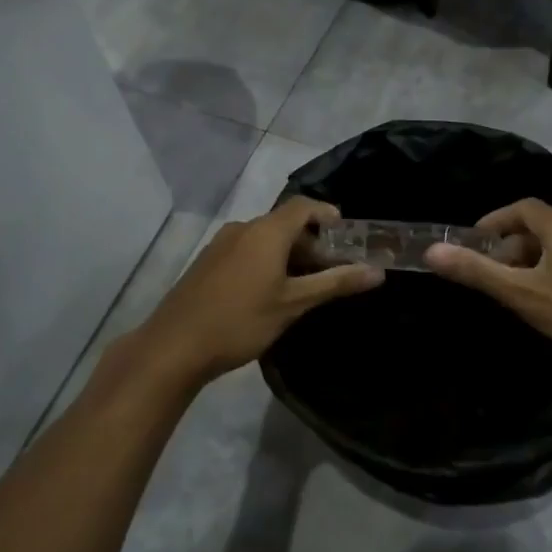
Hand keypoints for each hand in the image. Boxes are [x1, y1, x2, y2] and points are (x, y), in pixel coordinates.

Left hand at [124, 198, 381, 389]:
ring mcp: (221, 245)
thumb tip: (377, 271)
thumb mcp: (294, 304)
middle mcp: (243, 228)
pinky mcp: (207, 263)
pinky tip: (270, 293)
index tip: (347, 235)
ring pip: (264, 239)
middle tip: (332, 270)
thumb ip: (335, 283)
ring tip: (305, 285)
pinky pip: (246, 251)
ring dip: (288, 254)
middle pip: (284, 223)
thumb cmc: (241, 321)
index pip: (304, 206)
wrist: (175, 346)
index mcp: (266, 231)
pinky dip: (266, 261)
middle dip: (311, 242)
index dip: (327, 214)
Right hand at [424, 199, 551, 382]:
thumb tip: (431, 252)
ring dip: (533, 260)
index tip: (473, 243)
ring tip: (517, 291)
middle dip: (511, 246)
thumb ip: (478, 272)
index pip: (521, 208)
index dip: (494, 221)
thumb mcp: (524, 296)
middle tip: (492, 275)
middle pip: (540, 226)